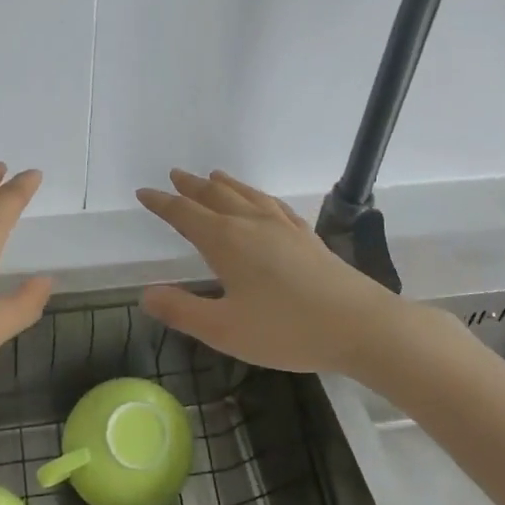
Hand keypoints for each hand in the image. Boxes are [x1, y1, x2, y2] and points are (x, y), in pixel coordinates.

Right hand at [135, 169, 422, 374]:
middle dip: (191, 187)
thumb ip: (182, 310)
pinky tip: (262, 201)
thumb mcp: (224, 329)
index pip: (185, 214)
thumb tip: (145, 294)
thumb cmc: (286, 330)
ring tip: (213, 175)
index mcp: (226, 241)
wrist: (360, 325)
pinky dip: (258, 196)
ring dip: (225, 185)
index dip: (162, 203)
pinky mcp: (306, 236)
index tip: (144, 193)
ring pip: (246, 195)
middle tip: (175, 175)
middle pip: (215, 197)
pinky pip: (273, 205)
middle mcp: (251, 224)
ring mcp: (283, 227)